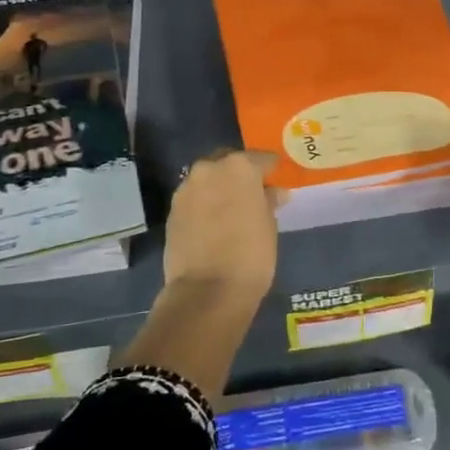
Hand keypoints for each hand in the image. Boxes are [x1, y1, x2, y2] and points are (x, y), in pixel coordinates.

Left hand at [162, 149, 284, 305]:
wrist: (206, 291)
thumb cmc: (250, 255)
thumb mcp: (269, 225)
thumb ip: (268, 201)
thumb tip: (272, 193)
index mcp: (239, 167)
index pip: (260, 158)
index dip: (270, 168)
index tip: (276, 176)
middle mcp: (209, 169)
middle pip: (228, 162)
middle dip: (240, 174)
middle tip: (253, 191)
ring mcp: (186, 189)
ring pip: (207, 179)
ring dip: (219, 187)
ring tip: (232, 208)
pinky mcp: (172, 211)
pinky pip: (194, 198)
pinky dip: (204, 204)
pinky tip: (214, 221)